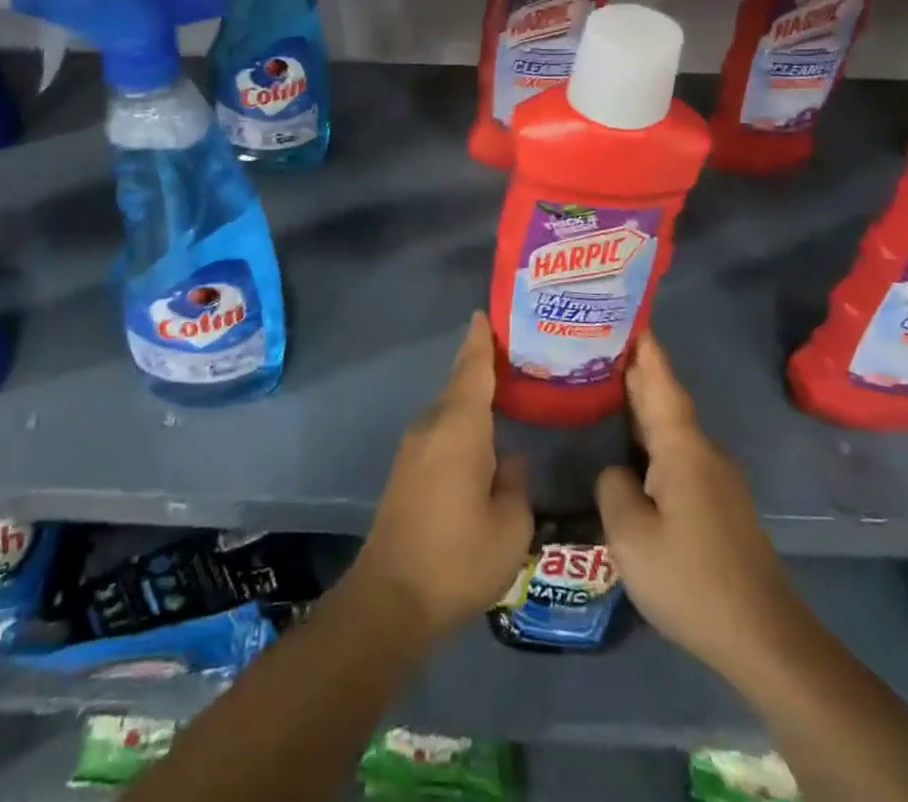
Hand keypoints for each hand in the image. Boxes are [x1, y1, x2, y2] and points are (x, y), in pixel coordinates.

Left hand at [347, 314, 533, 640]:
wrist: (392, 595)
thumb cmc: (458, 556)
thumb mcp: (510, 526)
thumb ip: (515, 483)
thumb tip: (510, 460)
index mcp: (459, 427)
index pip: (472, 369)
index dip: (481, 340)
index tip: (486, 313)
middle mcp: (432, 425)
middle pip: (459, 382)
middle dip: (481, 364)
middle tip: (514, 351)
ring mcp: (414, 446)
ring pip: (449, 407)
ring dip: (472, 395)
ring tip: (505, 390)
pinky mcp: (407, 468)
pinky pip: (441, 428)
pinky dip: (462, 420)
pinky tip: (481, 435)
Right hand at [596, 335, 797, 672]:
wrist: (766, 640)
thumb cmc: (692, 579)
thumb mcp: (631, 535)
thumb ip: (613, 488)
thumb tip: (618, 472)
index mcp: (682, 448)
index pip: (659, 382)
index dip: (643, 348)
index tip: (626, 312)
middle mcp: (703, 452)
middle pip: (665, 398)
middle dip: (636, 369)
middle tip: (596, 343)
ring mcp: (715, 479)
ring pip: (671, 427)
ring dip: (642, 404)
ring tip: (603, 387)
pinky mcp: (718, 504)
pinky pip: (677, 453)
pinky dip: (651, 436)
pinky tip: (630, 448)